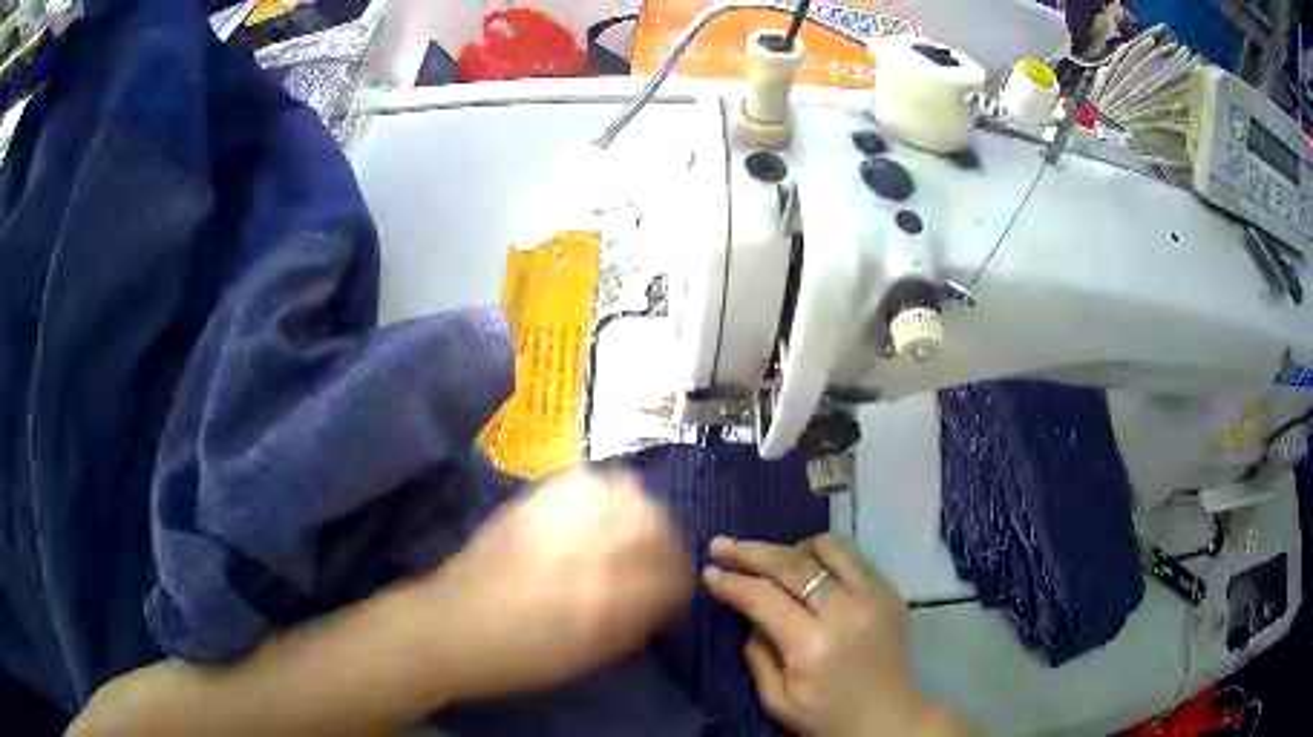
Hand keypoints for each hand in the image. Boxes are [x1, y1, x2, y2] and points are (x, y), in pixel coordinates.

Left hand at [421, 467, 691, 702]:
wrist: (453, 627)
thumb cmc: (522, 656)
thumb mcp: (591, 653)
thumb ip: (637, 620)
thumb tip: (666, 596)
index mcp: (610, 595)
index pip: (673, 570)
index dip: (681, 574)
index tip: (678, 581)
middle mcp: (591, 548)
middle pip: (655, 522)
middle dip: (666, 539)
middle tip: (657, 554)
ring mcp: (560, 519)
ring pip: (625, 492)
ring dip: (638, 509)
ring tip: (631, 526)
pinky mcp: (533, 502)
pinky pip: (584, 480)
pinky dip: (601, 490)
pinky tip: (597, 506)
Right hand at [703, 534, 968, 736]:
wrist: (890, 718)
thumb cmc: (827, 717)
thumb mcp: (777, 700)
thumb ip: (756, 654)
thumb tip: (749, 612)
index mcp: (813, 645)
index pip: (765, 598)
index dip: (733, 582)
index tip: (709, 571)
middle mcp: (846, 611)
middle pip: (793, 563)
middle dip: (751, 551)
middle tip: (721, 544)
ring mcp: (874, 595)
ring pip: (827, 547)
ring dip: (791, 549)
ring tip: (771, 561)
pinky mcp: (890, 590)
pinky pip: (851, 557)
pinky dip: (822, 556)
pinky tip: (807, 570)